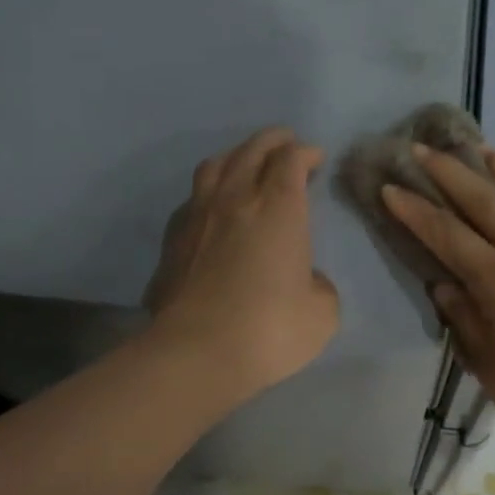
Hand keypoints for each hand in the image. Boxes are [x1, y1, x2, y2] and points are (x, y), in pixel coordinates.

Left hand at [144, 128, 339, 398]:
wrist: (195, 353)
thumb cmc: (269, 329)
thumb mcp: (321, 313)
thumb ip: (319, 285)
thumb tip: (305, 278)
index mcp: (279, 208)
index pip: (291, 160)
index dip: (306, 152)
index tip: (316, 158)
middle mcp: (237, 199)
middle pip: (253, 150)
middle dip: (274, 140)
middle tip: (287, 142)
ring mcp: (199, 216)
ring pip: (216, 165)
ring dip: (237, 155)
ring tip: (247, 162)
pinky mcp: (172, 240)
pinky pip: (193, 198)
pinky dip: (210, 191)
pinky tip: (213, 207)